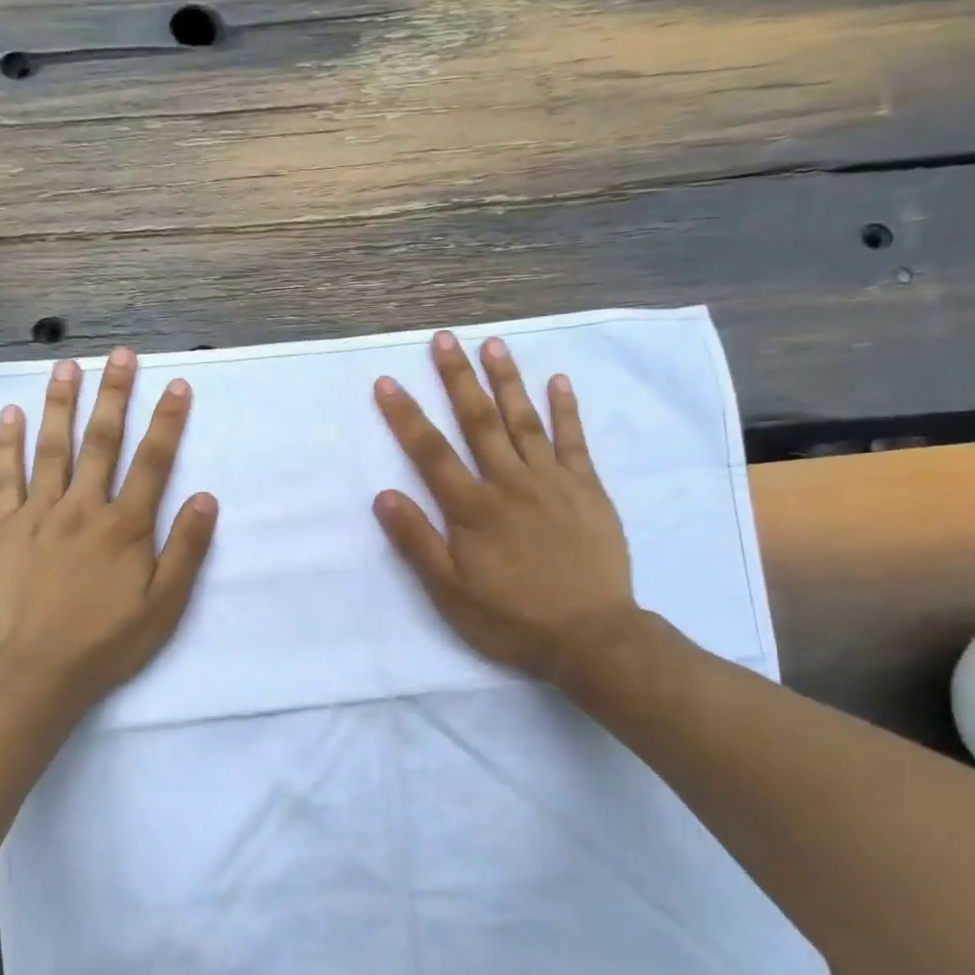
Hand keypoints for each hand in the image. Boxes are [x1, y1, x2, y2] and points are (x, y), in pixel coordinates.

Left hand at [0, 348, 217, 716]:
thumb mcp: (164, 604)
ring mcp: (38, 514)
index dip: (167, 421)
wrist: (37, 671)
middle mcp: (83, 508)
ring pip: (52, 448)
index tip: (177, 385)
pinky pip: (5, 477)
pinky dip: (9, 443)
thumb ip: (186, 549)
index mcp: (125, 526)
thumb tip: (206, 497)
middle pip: (102, 441)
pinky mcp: (3, 528)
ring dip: (62, 403)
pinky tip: (12, 414)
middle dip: (115, 394)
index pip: (153, 461)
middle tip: (121, 354)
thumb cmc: (108, 641)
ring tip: (67, 366)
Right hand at [373, 331, 648, 691]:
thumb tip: (384, 496)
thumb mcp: (450, 593)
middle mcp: (510, 483)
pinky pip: (574, 440)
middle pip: (478, 422)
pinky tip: (558, 380)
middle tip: (443, 338)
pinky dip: (566, 409)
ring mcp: (552, 482)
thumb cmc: (512, 619)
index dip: (405, 416)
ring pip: (524, 420)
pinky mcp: (587, 489)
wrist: (591, 636)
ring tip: (492, 344)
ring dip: (506, 380)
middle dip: (457, 378)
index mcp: (473, 509)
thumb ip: (417, 542)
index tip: (387, 381)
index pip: (430, 452)